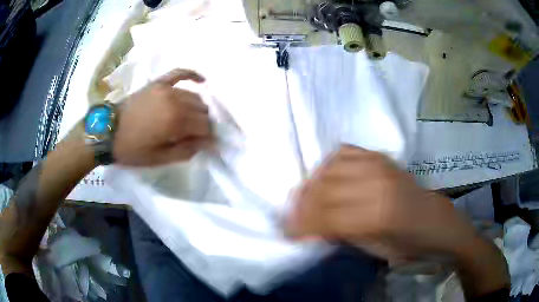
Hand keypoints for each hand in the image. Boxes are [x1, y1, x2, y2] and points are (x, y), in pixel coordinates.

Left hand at [113, 69, 210, 166]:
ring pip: (194, 95)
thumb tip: (209, 143)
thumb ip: (186, 150)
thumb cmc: (132, 149)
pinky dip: (192, 75)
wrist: (107, 132)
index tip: (204, 144)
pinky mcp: (158, 83)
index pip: (205, 126)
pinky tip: (202, 80)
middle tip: (195, 134)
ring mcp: (166, 89)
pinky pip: (180, 73)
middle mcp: (175, 101)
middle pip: (202, 110)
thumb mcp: (159, 158)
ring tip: (191, 118)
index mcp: (175, 122)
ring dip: (198, 108)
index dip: (208, 136)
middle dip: (203, 123)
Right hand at [286, 146, 508, 297]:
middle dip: (301, 204)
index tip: (286, 231)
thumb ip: (341, 235)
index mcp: (378, 215)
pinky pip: (345, 152)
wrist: (437, 222)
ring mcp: (380, 164)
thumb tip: (310, 227)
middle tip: (290, 216)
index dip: (301, 225)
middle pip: (325, 189)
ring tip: (305, 198)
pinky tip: (326, 177)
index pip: (326, 217)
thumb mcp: (373, 250)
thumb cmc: (409, 245)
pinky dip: (329, 164)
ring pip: (331, 167)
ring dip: (312, 184)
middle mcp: (377, 183)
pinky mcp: (382, 156)